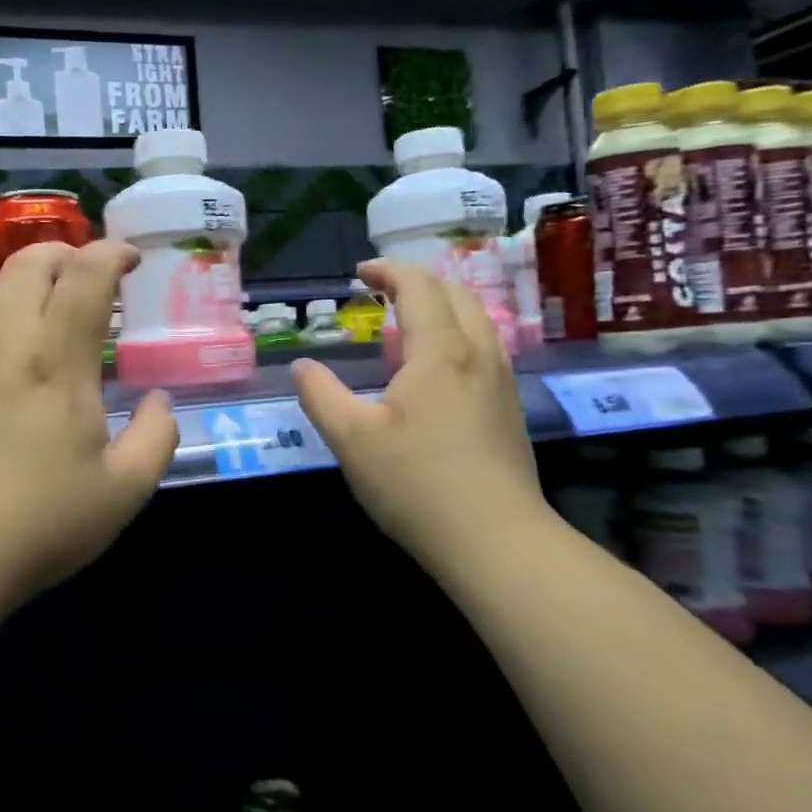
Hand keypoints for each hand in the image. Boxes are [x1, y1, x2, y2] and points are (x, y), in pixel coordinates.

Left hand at [0, 239, 177, 603]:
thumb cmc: (38, 523)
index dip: (112, 253)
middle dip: (68, 251)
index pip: (85, 275)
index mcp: (56, 360)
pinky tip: (13, 350)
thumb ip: (156, 437)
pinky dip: (2, 310)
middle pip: (30, 261)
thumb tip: (158, 401)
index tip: (132, 259)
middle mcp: (6, 342)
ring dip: (32, 278)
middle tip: (93, 275)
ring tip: (55, 307)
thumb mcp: (124, 492)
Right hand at [292, 259, 548, 568]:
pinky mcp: (509, 409)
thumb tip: (302, 367)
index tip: (361, 273)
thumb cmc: (416, 484)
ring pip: (477, 320)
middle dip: (418, 282)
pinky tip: (436, 369)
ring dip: (442, 307)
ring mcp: (501, 381)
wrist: (496, 541)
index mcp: (440, 351)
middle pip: (456, 294)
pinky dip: (457, 334)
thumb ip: (321, 396)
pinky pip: (485, 348)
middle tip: (382, 291)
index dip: (389, 271)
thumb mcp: (351, 439)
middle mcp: (478, 354)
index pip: (420, 287)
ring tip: (408, 323)